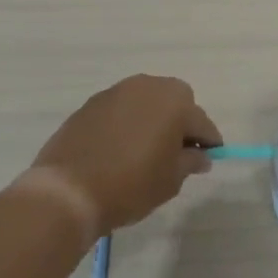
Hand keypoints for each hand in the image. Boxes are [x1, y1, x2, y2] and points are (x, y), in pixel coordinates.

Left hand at [29, 75, 221, 238]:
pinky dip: (128, 122)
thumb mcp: (170, 180)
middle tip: (177, 152)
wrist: (68, 190)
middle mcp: (147, 86)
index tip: (209, 158)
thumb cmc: (130, 185)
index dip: (209, 142)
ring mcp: (116, 92)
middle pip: (175, 101)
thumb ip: (190, 162)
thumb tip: (200, 156)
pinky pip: (122, 109)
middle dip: (181, 122)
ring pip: (146, 101)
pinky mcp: (92, 103)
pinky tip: (121, 147)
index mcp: (174, 102)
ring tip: (148, 149)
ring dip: (153, 119)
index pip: (202, 122)